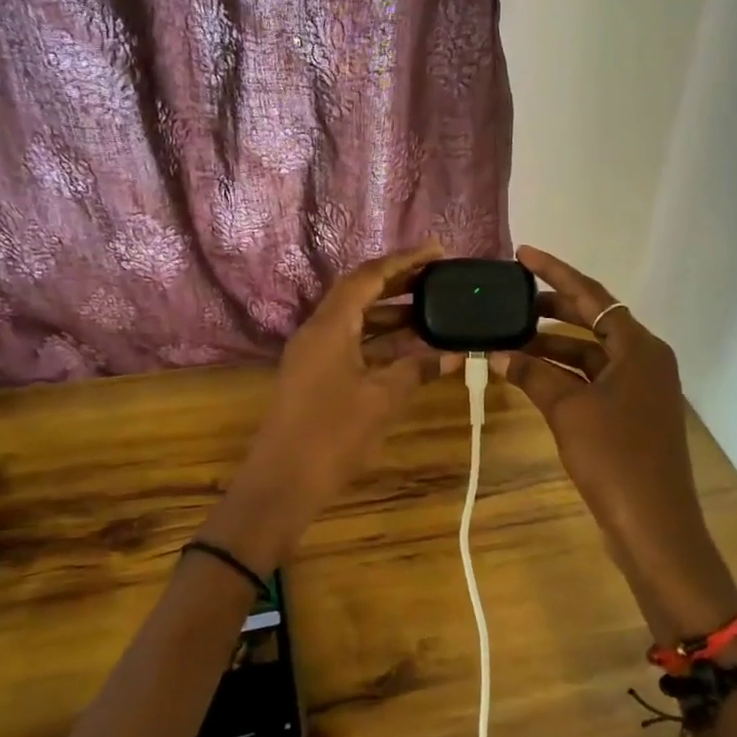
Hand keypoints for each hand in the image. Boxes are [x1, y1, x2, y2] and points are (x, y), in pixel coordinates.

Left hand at [203, 242, 450, 572]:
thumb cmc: (331, 436)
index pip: (368, 276)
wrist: (281, 483)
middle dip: (399, 282)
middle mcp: (317, 330)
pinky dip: (381, 341)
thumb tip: (454, 355)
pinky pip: (352, 343)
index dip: (404, 260)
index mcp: (329, 325)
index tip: (438, 252)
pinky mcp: (315, 375)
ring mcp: (313, 354)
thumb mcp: (382, 400)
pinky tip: (410, 349)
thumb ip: (417, 370)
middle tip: (438, 277)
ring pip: (356, 320)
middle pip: (360, 292)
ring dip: (392, 313)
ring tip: (433, 311)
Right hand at [495, 246, 736, 642]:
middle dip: (550, 307)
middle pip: (592, 319)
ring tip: (508, 337)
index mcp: (639, 347)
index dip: (555, 273)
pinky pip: (590, 379)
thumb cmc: (616, 460)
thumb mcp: (568, 411)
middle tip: (509, 296)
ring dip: (550, 345)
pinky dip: (561, 374)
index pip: (592, 295)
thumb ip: (533, 375)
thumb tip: (498, 354)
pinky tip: (528, 374)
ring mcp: (639, 388)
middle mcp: (643, 359)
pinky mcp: (630, 414)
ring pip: (588, 352)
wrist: (655, 528)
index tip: (523, 254)